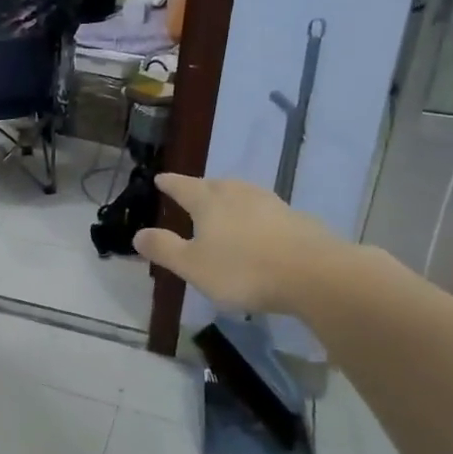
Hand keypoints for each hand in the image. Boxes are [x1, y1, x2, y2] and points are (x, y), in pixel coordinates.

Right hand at [133, 174, 345, 316]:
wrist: (315, 274)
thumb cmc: (243, 270)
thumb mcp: (193, 266)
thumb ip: (164, 249)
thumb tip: (137, 234)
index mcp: (209, 202)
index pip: (183, 186)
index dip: (170, 183)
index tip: (160, 179)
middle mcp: (239, 195)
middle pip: (215, 185)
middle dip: (201, 188)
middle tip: (193, 193)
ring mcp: (271, 204)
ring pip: (244, 193)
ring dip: (231, 198)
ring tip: (225, 207)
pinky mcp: (297, 220)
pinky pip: (267, 211)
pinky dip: (256, 216)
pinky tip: (260, 229)